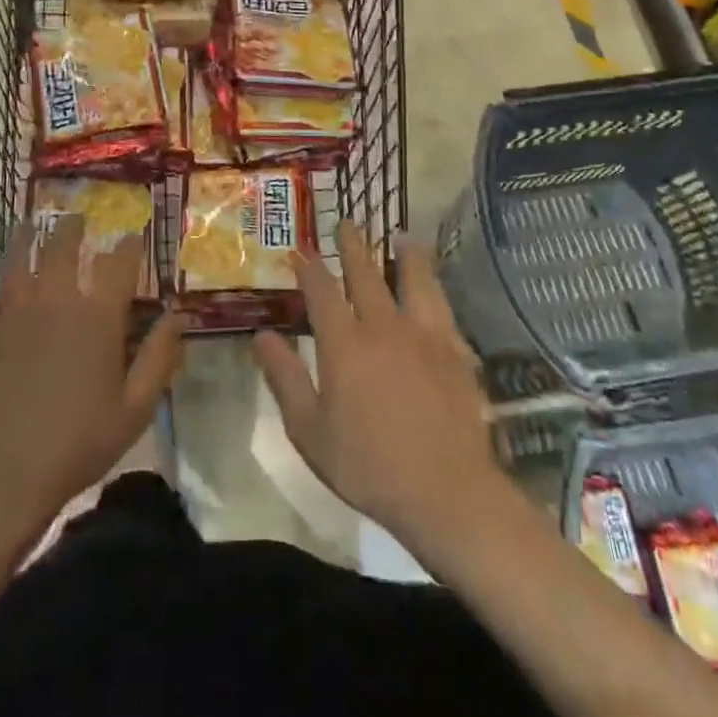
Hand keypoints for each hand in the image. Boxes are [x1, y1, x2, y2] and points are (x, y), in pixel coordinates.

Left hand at [0, 217, 184, 533]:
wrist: (3, 477)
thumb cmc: (77, 445)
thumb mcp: (135, 409)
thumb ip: (159, 357)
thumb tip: (178, 315)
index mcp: (96, 317)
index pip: (118, 262)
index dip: (129, 243)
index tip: (133, 233)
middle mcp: (55, 301)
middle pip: (63, 246)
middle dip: (73, 227)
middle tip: (77, 217)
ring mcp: (12, 313)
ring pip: (18, 257)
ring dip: (26, 235)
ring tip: (30, 223)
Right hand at [253, 221, 510, 555]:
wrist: (446, 492)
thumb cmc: (369, 466)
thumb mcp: (310, 431)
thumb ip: (285, 378)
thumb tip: (261, 335)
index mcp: (345, 344)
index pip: (321, 291)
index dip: (309, 268)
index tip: (300, 252)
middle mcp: (383, 326)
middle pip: (366, 273)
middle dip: (353, 245)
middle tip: (348, 223)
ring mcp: (424, 335)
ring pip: (414, 279)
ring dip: (405, 254)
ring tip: (402, 236)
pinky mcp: (456, 350)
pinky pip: (443, 307)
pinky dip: (435, 289)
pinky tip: (435, 288)